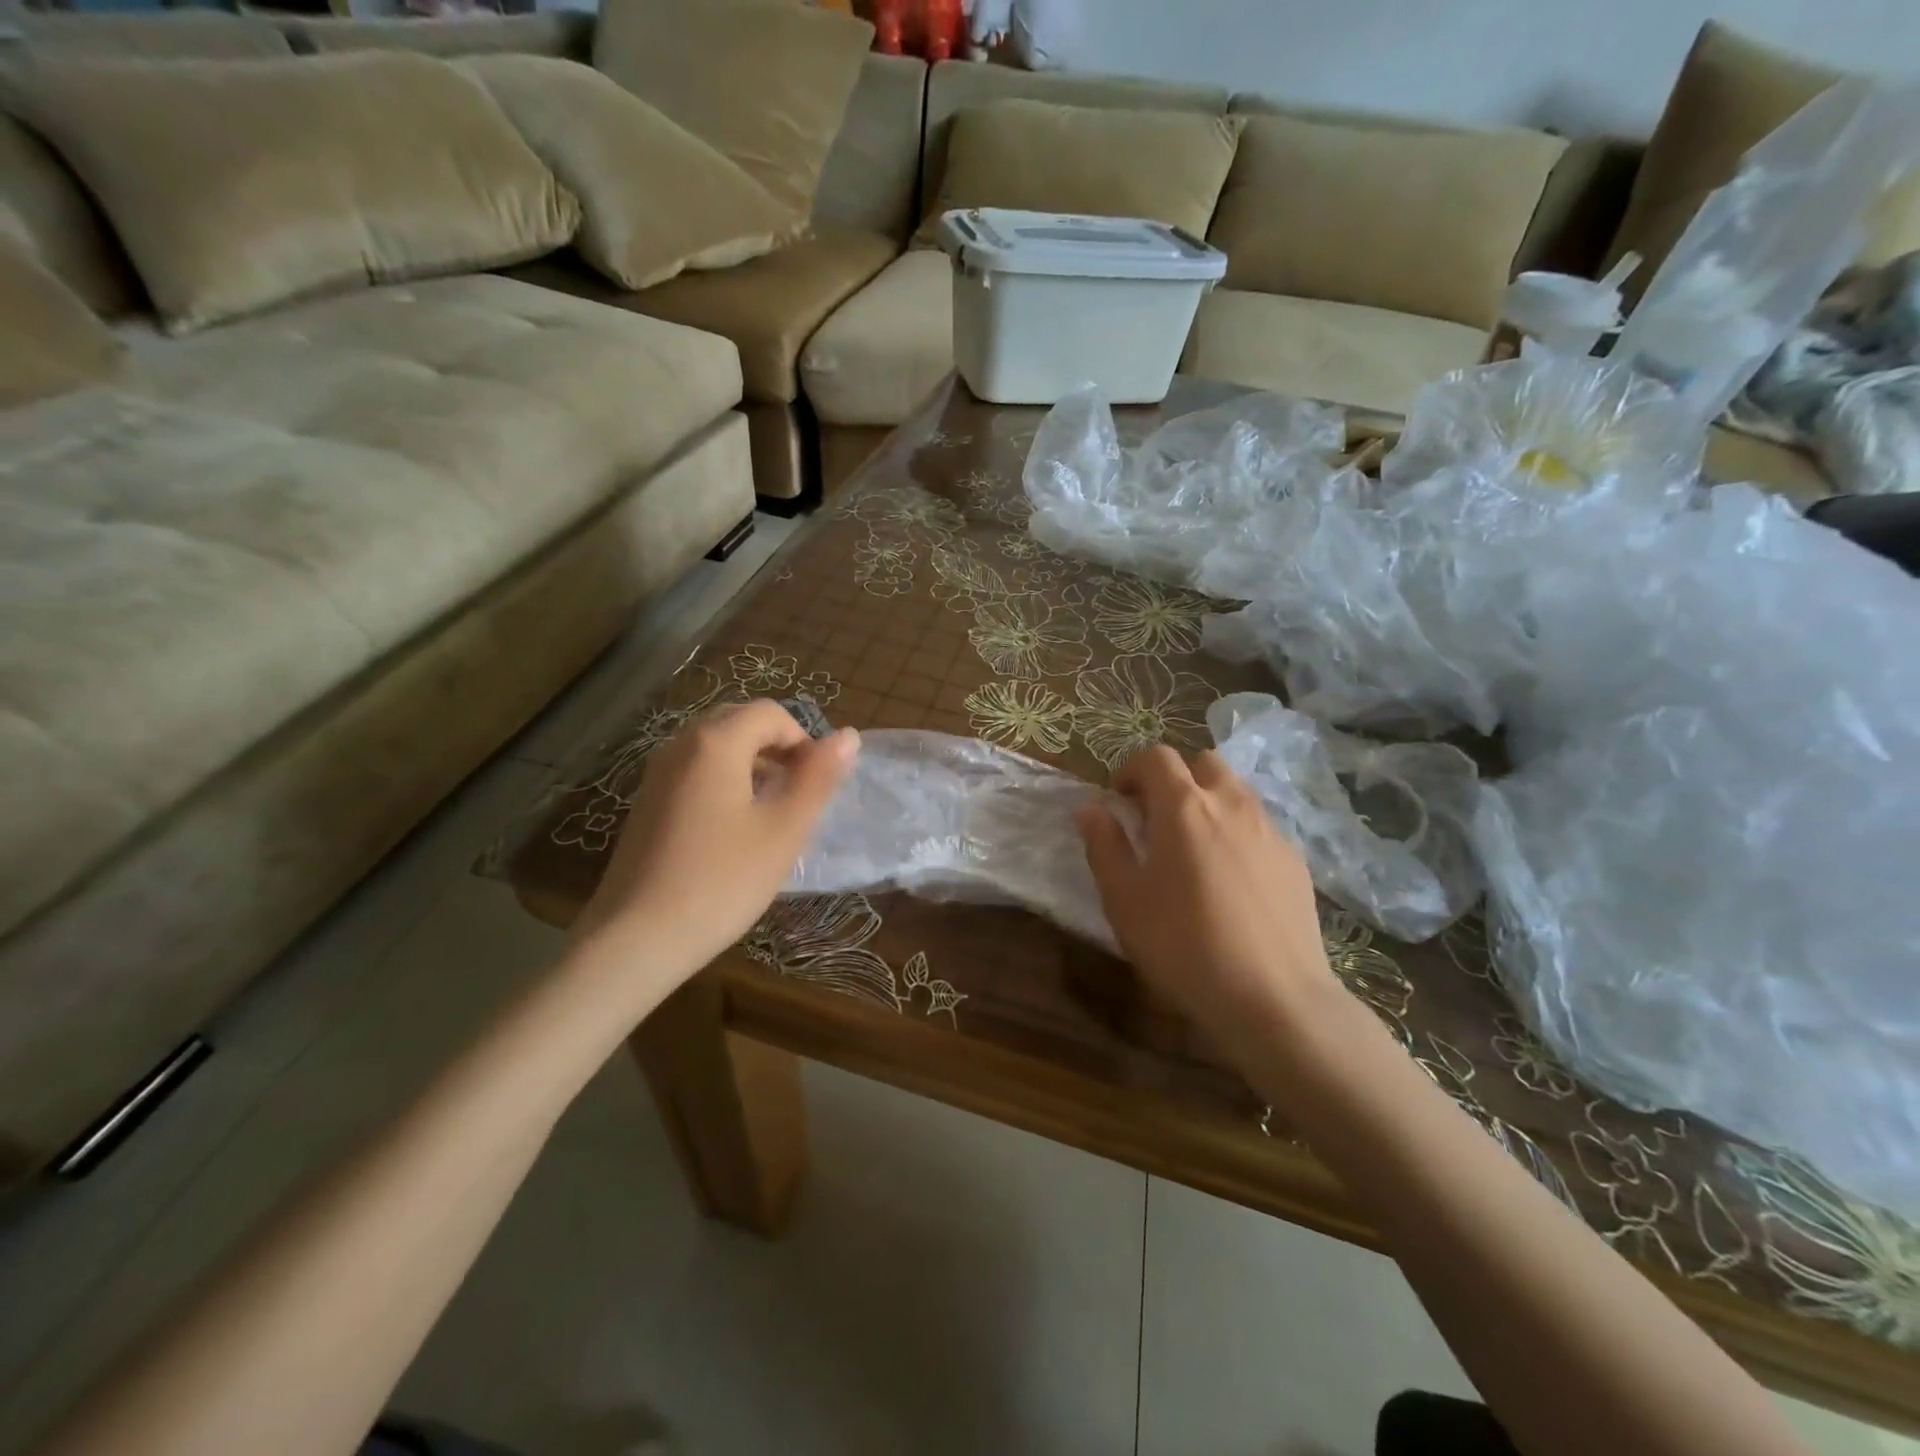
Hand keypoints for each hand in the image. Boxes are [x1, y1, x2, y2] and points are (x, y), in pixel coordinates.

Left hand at [571, 700, 858, 981]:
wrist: (635, 939)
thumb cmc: (722, 881)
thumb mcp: (784, 830)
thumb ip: (818, 778)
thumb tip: (848, 736)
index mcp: (715, 743)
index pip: (772, 714)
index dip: (804, 741)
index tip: (816, 787)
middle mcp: (680, 745)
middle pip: (740, 723)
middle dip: (777, 749)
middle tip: (797, 798)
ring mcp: (657, 774)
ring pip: (716, 748)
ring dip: (752, 766)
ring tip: (770, 816)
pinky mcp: (646, 803)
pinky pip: (694, 772)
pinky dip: (724, 783)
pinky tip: (732, 833)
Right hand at [1075, 746, 1337, 1065]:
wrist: (1273, 997)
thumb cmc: (1184, 945)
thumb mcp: (1124, 900)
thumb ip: (1104, 846)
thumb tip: (1090, 809)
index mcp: (1184, 807)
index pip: (1156, 757)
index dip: (1131, 769)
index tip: (1119, 799)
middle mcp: (1231, 804)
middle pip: (1202, 762)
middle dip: (1175, 778)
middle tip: (1156, 819)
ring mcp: (1270, 829)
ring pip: (1236, 791)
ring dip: (1208, 801)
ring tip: (1193, 847)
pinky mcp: (1294, 859)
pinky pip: (1259, 825)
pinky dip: (1237, 831)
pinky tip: (1230, 879)